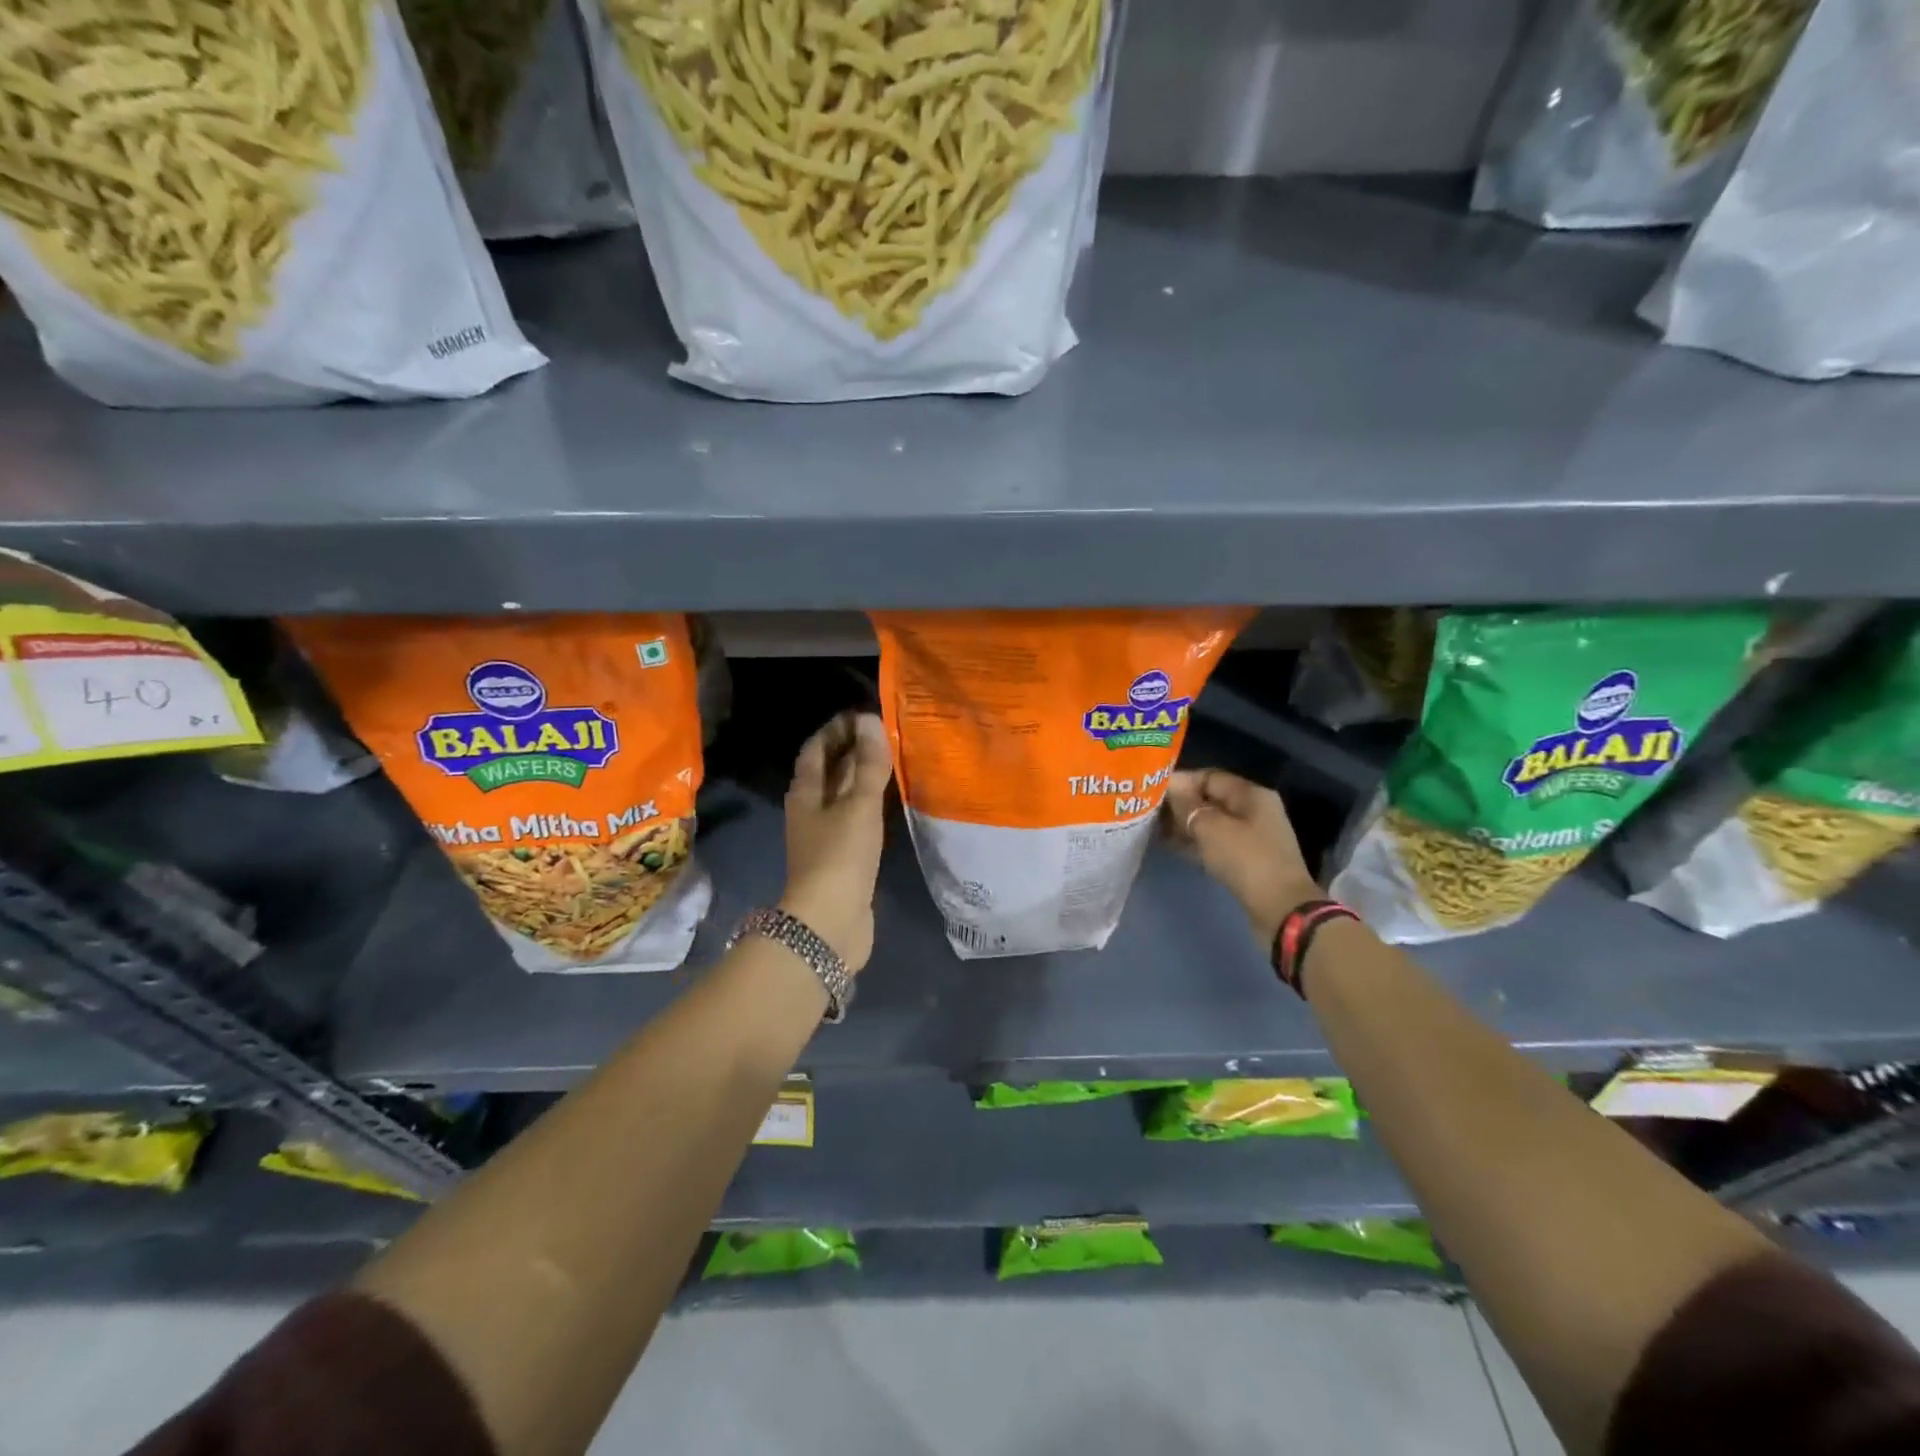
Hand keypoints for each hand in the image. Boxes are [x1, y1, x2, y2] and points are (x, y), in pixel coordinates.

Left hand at [781, 711, 892, 972]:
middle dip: (849, 751)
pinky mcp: (839, 858)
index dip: (835, 730)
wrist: (829, 922)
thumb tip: (869, 720)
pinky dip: (866, 805)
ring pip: (840, 797)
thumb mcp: (859, 805)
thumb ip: (868, 765)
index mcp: (805, 793)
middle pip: (826, 772)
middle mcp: (809, 811)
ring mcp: (823, 837)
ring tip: (887, 763)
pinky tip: (885, 804)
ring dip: (858, 779)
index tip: (861, 714)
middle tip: (881, 735)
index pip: (816, 750)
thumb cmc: (840, 856)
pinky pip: (852, 819)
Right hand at [1164, 769, 1319, 946]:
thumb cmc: (1245, 859)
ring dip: (1184, 825)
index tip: (1152, 791)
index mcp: (1251, 794)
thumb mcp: (1210, 827)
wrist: (1280, 909)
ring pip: (1211, 823)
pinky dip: (1195, 842)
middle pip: (1210, 799)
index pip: (1209, 777)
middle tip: (1148, 811)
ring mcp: (1252, 837)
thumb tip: (1170, 786)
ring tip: (1153, 828)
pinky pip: (1215, 843)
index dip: (1180, 781)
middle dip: (1180, 804)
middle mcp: (1254, 810)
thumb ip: (1187, 804)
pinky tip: (1171, 846)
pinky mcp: (1247, 860)